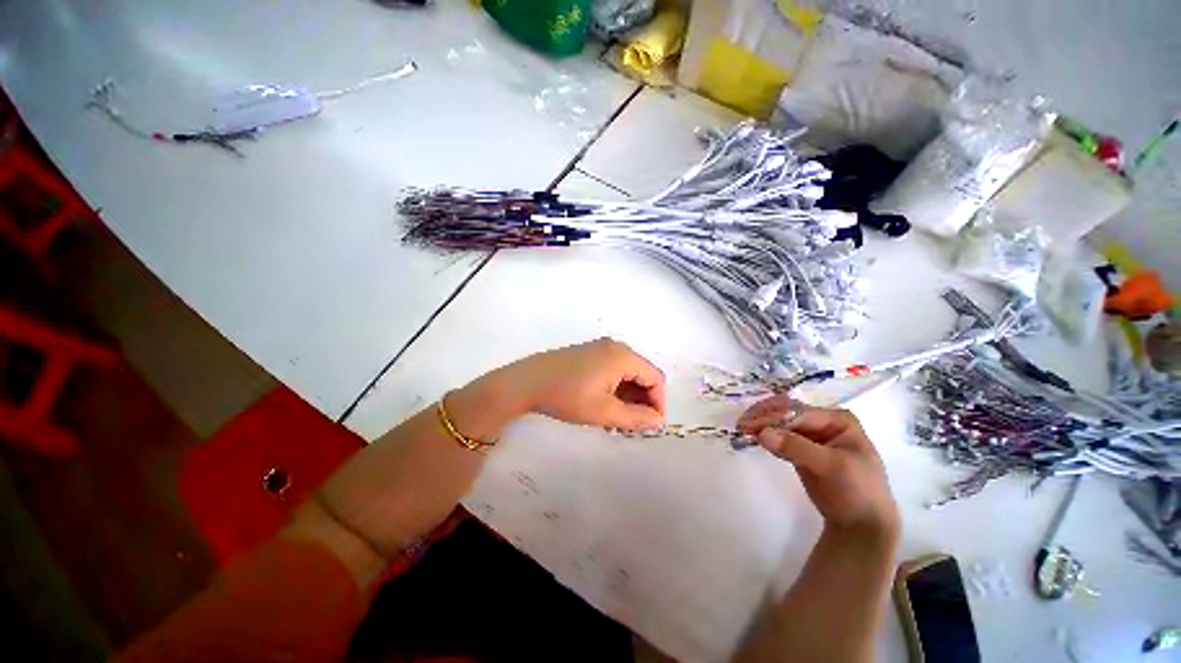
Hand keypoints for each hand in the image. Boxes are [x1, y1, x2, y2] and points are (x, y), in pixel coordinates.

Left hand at [492, 338, 665, 430]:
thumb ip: (635, 418)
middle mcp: (615, 347)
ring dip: (630, 395)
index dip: (658, 402)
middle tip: (635, 424)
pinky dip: (616, 387)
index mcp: (623, 356)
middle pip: (642, 373)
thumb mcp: (603, 412)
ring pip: (627, 372)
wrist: (526, 382)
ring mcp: (600, 348)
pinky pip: (613, 369)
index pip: (655, 378)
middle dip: (644, 399)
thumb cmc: (567, 396)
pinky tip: (607, 404)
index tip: (652, 425)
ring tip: (620, 418)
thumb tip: (658, 421)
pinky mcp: (589, 353)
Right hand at [738, 396, 897, 538]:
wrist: (862, 525)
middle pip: (787, 413)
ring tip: (742, 430)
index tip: (749, 425)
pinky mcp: (801, 448)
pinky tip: (753, 437)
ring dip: (762, 425)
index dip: (772, 417)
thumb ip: (797, 448)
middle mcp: (823, 421)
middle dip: (764, 418)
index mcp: (837, 419)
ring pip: (780, 424)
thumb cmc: (856, 491)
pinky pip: (780, 436)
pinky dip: (766, 436)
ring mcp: (812, 435)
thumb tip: (762, 433)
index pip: (797, 412)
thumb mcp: (831, 467)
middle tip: (741, 426)